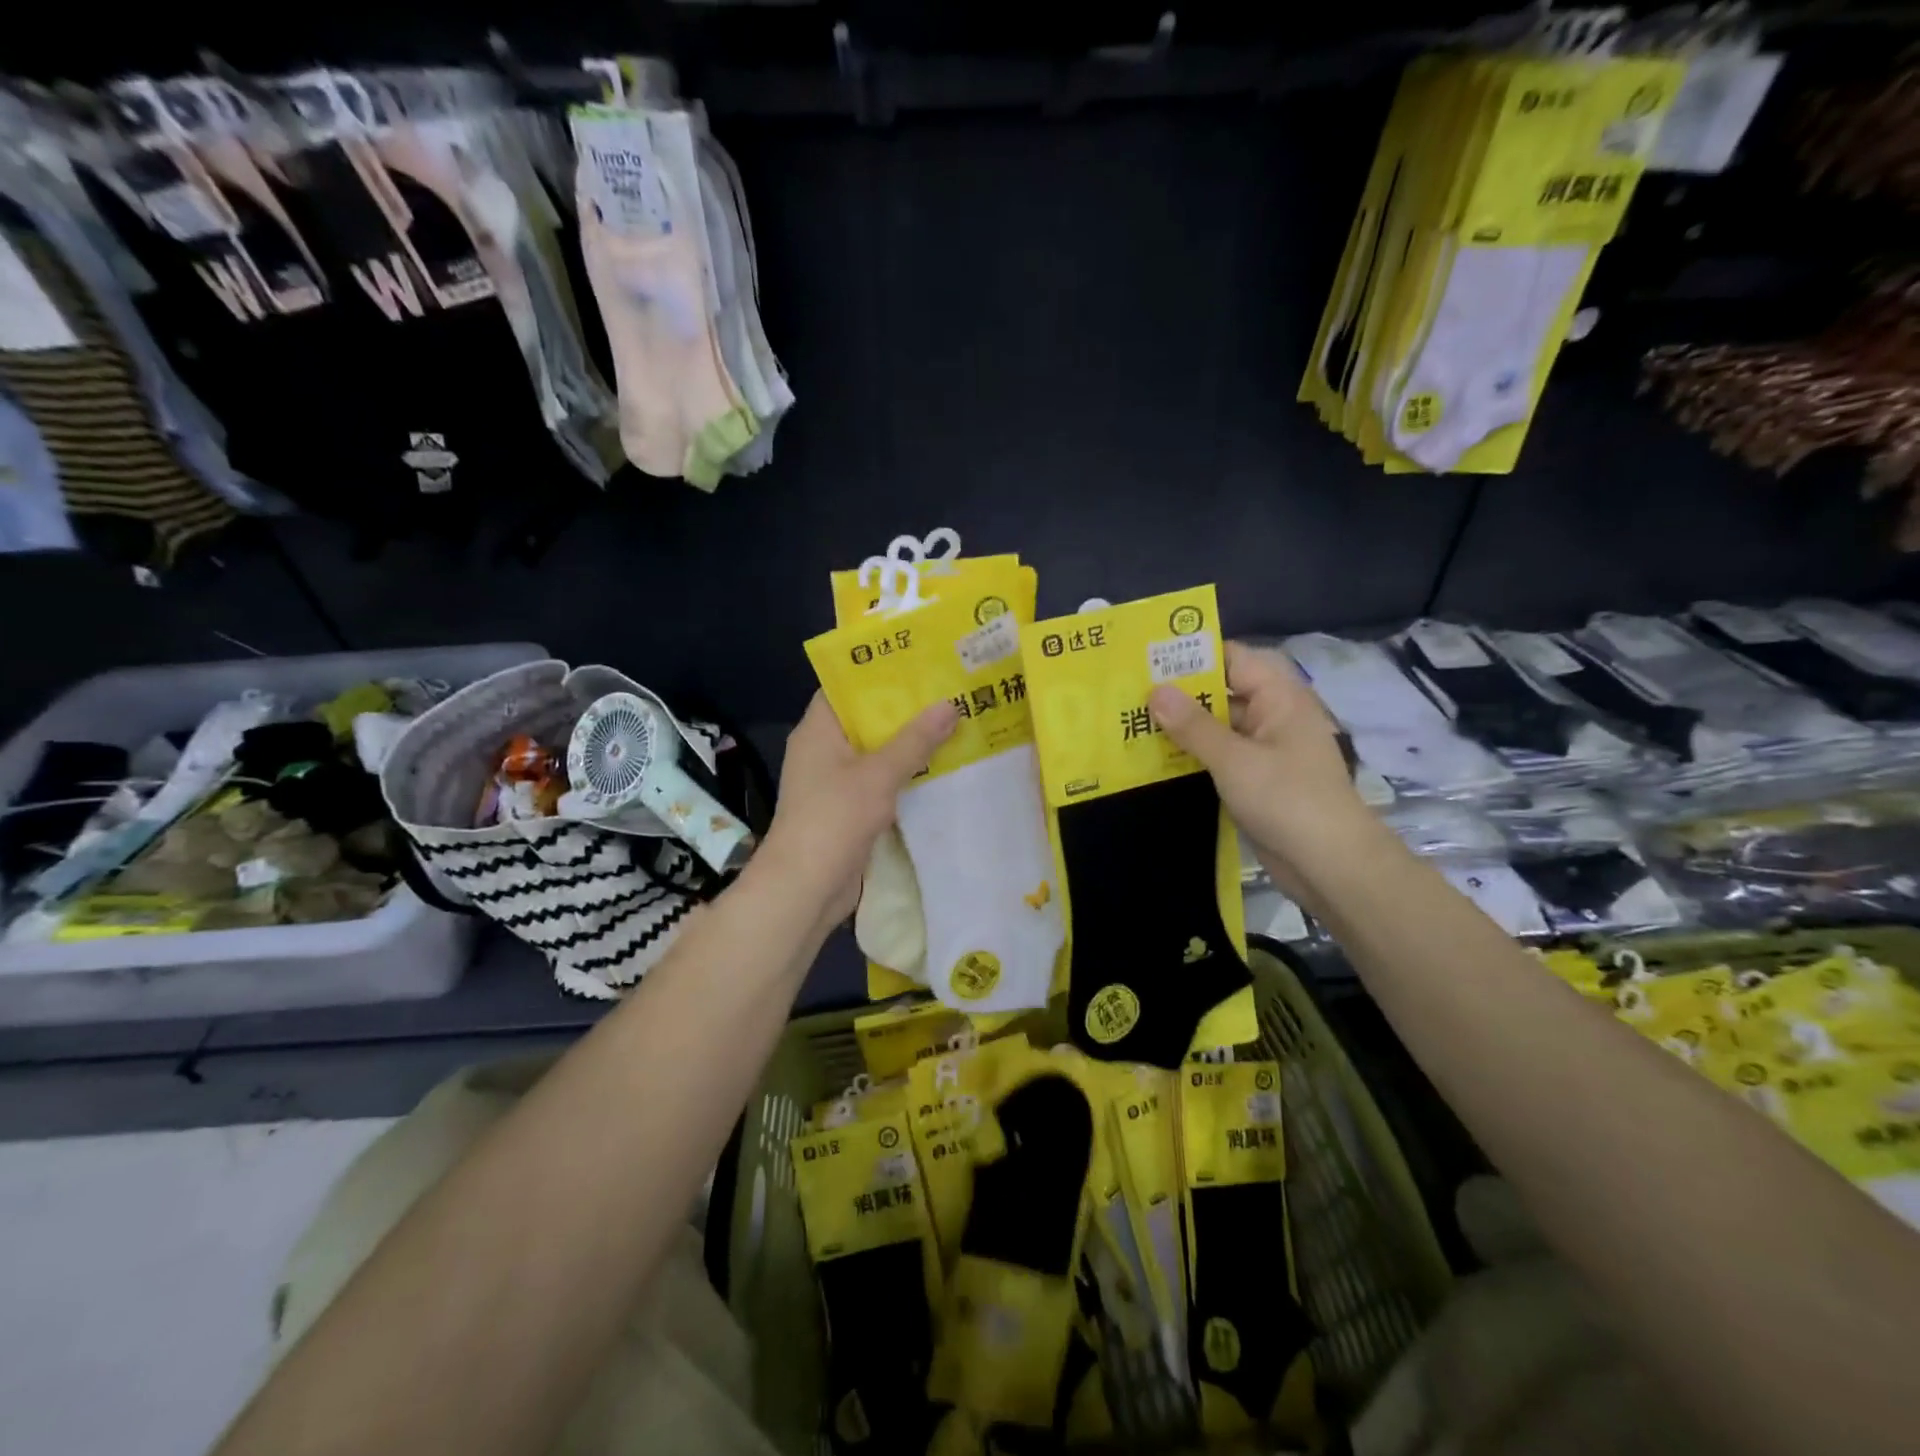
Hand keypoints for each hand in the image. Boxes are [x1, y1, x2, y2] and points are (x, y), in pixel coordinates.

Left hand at [759, 692, 957, 924]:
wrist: (806, 886)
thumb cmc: (835, 818)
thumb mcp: (879, 774)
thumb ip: (915, 740)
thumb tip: (949, 705)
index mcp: (818, 730)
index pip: (845, 687)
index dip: (878, 673)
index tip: (918, 664)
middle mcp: (822, 750)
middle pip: (865, 720)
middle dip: (903, 710)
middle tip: (947, 692)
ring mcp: (833, 782)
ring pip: (874, 753)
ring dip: (907, 744)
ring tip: (952, 724)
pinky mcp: (845, 809)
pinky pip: (877, 781)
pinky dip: (902, 775)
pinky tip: (938, 769)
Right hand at [1149, 642, 1371, 885]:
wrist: (1329, 864)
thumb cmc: (1287, 799)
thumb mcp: (1234, 759)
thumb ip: (1193, 725)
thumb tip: (1155, 690)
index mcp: (1279, 697)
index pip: (1233, 659)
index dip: (1193, 655)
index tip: (1148, 659)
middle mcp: (1272, 716)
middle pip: (1221, 692)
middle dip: (1179, 693)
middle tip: (1128, 693)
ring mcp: (1263, 750)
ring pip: (1216, 727)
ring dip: (1181, 727)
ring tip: (1131, 723)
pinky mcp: (1254, 779)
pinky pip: (1218, 756)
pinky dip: (1191, 755)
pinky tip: (1153, 760)